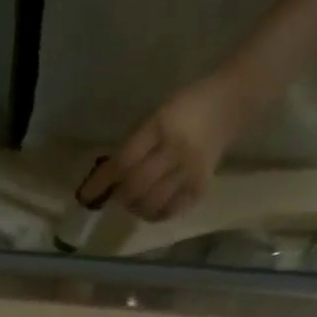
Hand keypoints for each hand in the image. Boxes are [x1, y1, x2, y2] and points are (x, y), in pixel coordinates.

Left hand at [83, 75, 248, 221]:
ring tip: (134, 201)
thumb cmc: (186, 107)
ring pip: (152, 204)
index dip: (101, 182)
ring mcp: (191, 171)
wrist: (231, 102)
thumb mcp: (156, 115)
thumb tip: (107, 180)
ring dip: (135, 208)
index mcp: (161, 126)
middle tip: (116, 196)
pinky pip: (170, 211)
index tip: (85, 196)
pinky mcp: (201, 186)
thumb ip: (134, 145)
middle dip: (120, 196)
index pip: (123, 161)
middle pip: (136, 187)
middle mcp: (176, 150)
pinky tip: (151, 207)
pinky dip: (155, 214)